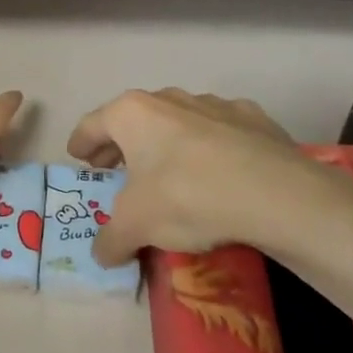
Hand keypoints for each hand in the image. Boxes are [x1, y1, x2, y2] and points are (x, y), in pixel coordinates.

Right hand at [68, 89, 308, 266]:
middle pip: (134, 119)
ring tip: (168, 171)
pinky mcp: (252, 118)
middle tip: (114, 167)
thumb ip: (111, 239)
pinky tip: (219, 170)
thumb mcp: (136, 226)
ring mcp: (213, 104)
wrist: (274, 192)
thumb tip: (101, 254)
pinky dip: (212, 146)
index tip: (78, 156)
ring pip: (178, 120)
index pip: (93, 124)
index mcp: (132, 113)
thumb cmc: (187, 196)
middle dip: (122, 143)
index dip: (82, 142)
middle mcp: (168, 98)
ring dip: (167, 142)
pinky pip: (221, 131)